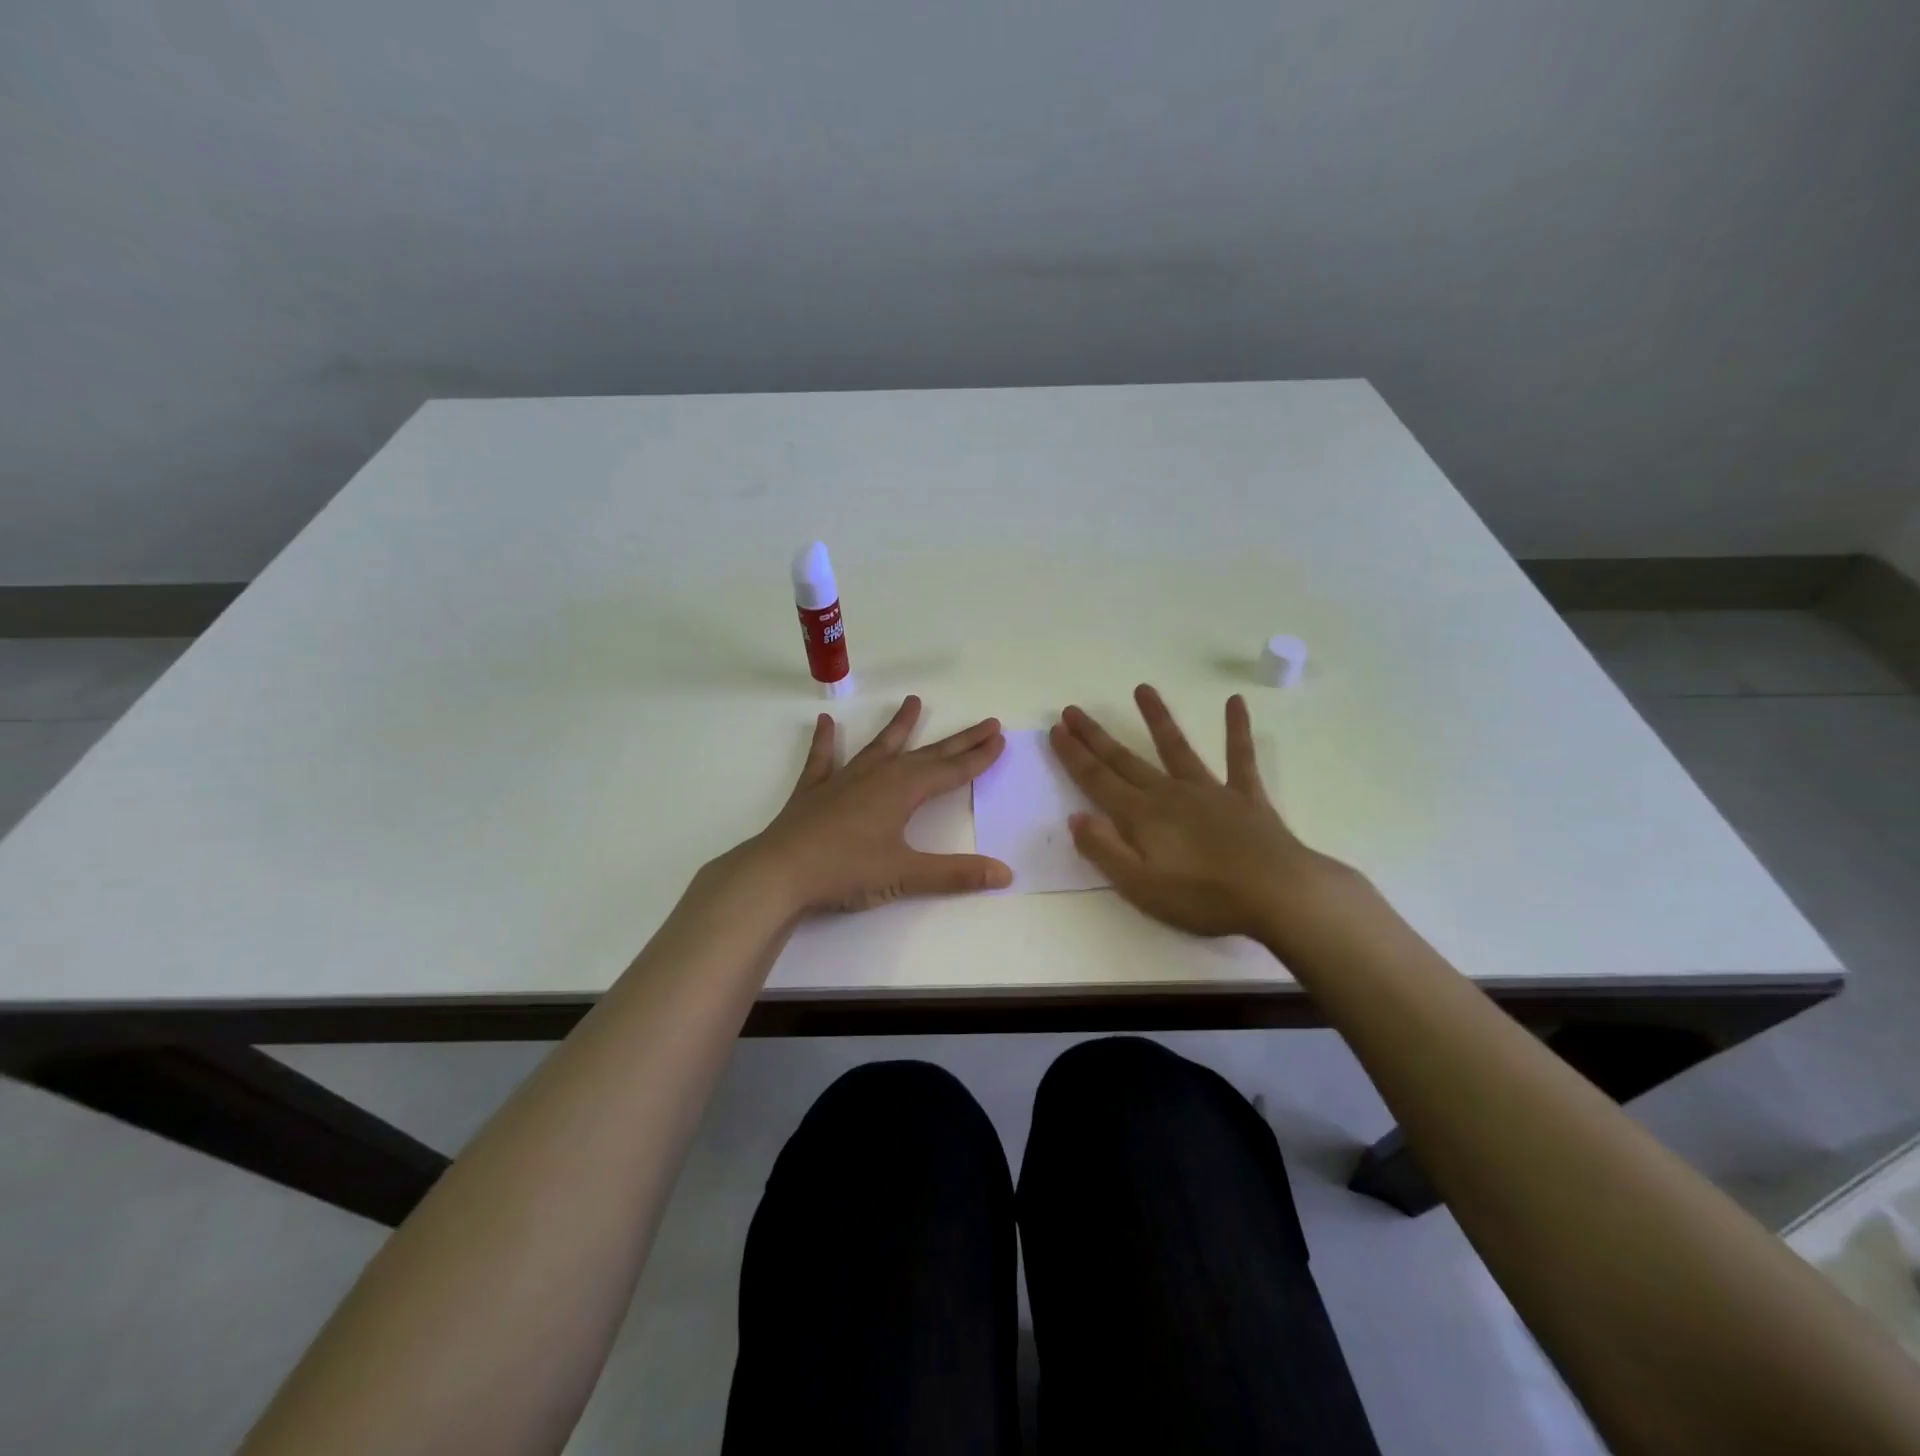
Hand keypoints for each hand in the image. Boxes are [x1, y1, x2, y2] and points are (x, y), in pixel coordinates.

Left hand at [739, 696, 1012, 913]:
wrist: (779, 872)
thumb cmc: (846, 871)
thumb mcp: (905, 876)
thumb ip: (956, 874)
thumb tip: (1006, 874)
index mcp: (902, 791)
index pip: (951, 771)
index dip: (977, 757)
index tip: (999, 738)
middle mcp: (878, 776)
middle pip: (927, 754)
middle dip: (958, 741)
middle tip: (985, 723)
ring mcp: (844, 779)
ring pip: (880, 746)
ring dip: (899, 726)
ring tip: (913, 701)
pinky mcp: (814, 790)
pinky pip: (823, 759)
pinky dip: (825, 741)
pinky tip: (825, 723)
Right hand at [1049, 685, 1357, 940]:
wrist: (1278, 893)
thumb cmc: (1204, 897)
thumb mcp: (1140, 886)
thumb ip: (1104, 850)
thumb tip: (1075, 817)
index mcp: (1141, 816)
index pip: (1097, 780)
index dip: (1074, 755)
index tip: (1056, 730)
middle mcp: (1169, 793)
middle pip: (1124, 760)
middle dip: (1095, 736)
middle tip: (1073, 710)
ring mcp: (1209, 790)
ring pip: (1175, 747)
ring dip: (1157, 718)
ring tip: (1142, 688)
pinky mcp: (1245, 796)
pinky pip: (1239, 757)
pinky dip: (1237, 729)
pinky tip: (1235, 702)